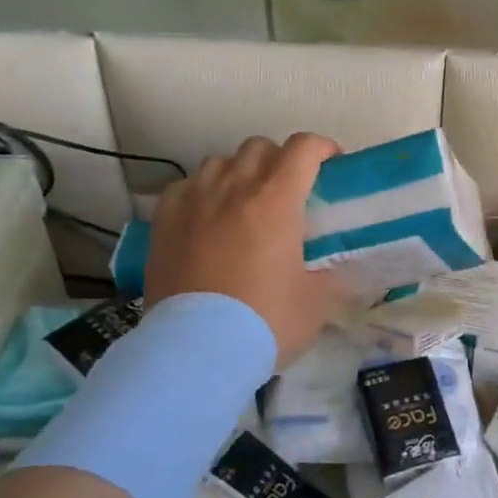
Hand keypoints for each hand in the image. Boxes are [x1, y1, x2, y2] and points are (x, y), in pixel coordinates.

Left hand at [146, 133, 345, 364]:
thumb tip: (334, 269)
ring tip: (245, 202)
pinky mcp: (163, 220)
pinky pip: (186, 186)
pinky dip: (203, 191)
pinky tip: (206, 216)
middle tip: (290, 190)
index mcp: (277, 201)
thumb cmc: (265, 322)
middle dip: (280, 160)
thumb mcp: (316, 303)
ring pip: (220, 161)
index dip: (322, 147)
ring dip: (240, 172)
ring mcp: (193, 201)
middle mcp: (233, 188)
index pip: (303, 148)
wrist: (196, 350)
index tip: (332, 163)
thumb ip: (329, 275)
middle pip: (259, 147)